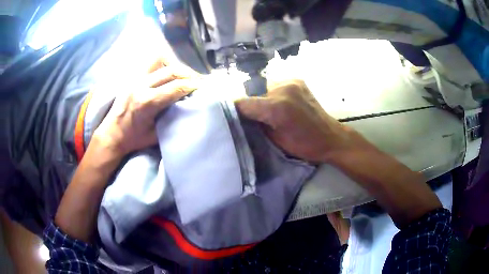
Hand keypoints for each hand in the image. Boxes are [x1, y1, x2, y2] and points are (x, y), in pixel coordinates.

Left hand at [94, 64, 199, 155]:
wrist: (111, 135)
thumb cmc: (133, 139)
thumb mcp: (155, 135)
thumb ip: (171, 119)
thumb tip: (188, 107)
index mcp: (147, 102)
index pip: (176, 87)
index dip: (193, 85)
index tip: (204, 87)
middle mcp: (141, 86)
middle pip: (171, 71)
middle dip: (189, 74)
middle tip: (199, 81)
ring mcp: (135, 79)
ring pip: (161, 62)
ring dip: (176, 67)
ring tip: (185, 76)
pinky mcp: (132, 78)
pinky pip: (151, 64)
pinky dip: (164, 65)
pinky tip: (169, 73)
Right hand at [235, 80, 368, 162]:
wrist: (331, 137)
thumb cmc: (304, 145)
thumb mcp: (275, 140)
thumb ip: (256, 124)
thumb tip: (243, 116)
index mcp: (276, 107)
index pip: (243, 103)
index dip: (234, 110)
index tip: (229, 116)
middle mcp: (283, 88)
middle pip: (254, 94)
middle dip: (252, 106)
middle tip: (254, 118)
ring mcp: (292, 82)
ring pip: (265, 89)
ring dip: (264, 99)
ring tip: (271, 111)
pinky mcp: (298, 81)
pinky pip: (277, 86)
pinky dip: (275, 95)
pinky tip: (282, 103)